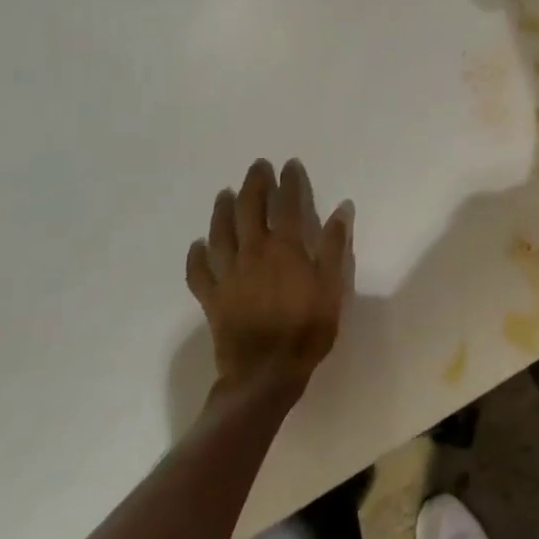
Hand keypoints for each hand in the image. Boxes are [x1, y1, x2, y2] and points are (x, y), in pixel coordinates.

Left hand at [185, 158, 353, 400]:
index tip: (290, 165)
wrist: (266, 373)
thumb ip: (335, 246)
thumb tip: (342, 209)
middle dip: (254, 186)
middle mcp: (253, 253)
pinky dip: (197, 256)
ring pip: (220, 233)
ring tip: (225, 194)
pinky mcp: (212, 297)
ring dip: (222, 210)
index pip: (287, 205)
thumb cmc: (307, 328)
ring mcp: (228, 275)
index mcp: (285, 248)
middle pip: (249, 210)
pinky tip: (198, 245)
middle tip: (257, 168)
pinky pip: (200, 272)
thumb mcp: (333, 286)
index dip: (289, 183)